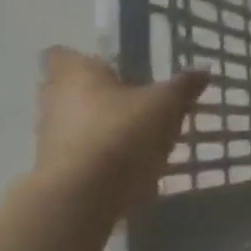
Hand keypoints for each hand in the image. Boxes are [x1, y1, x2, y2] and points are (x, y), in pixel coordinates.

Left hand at [35, 48, 207, 210]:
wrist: (83, 195)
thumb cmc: (121, 133)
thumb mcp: (166, 105)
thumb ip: (183, 86)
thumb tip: (203, 70)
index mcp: (75, 73)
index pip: (62, 54)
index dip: (85, 60)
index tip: (113, 71)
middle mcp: (53, 99)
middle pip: (69, 89)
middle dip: (97, 95)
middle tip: (133, 103)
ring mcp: (48, 136)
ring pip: (73, 122)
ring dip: (98, 127)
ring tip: (137, 138)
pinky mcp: (54, 168)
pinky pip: (78, 152)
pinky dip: (98, 155)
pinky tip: (128, 166)